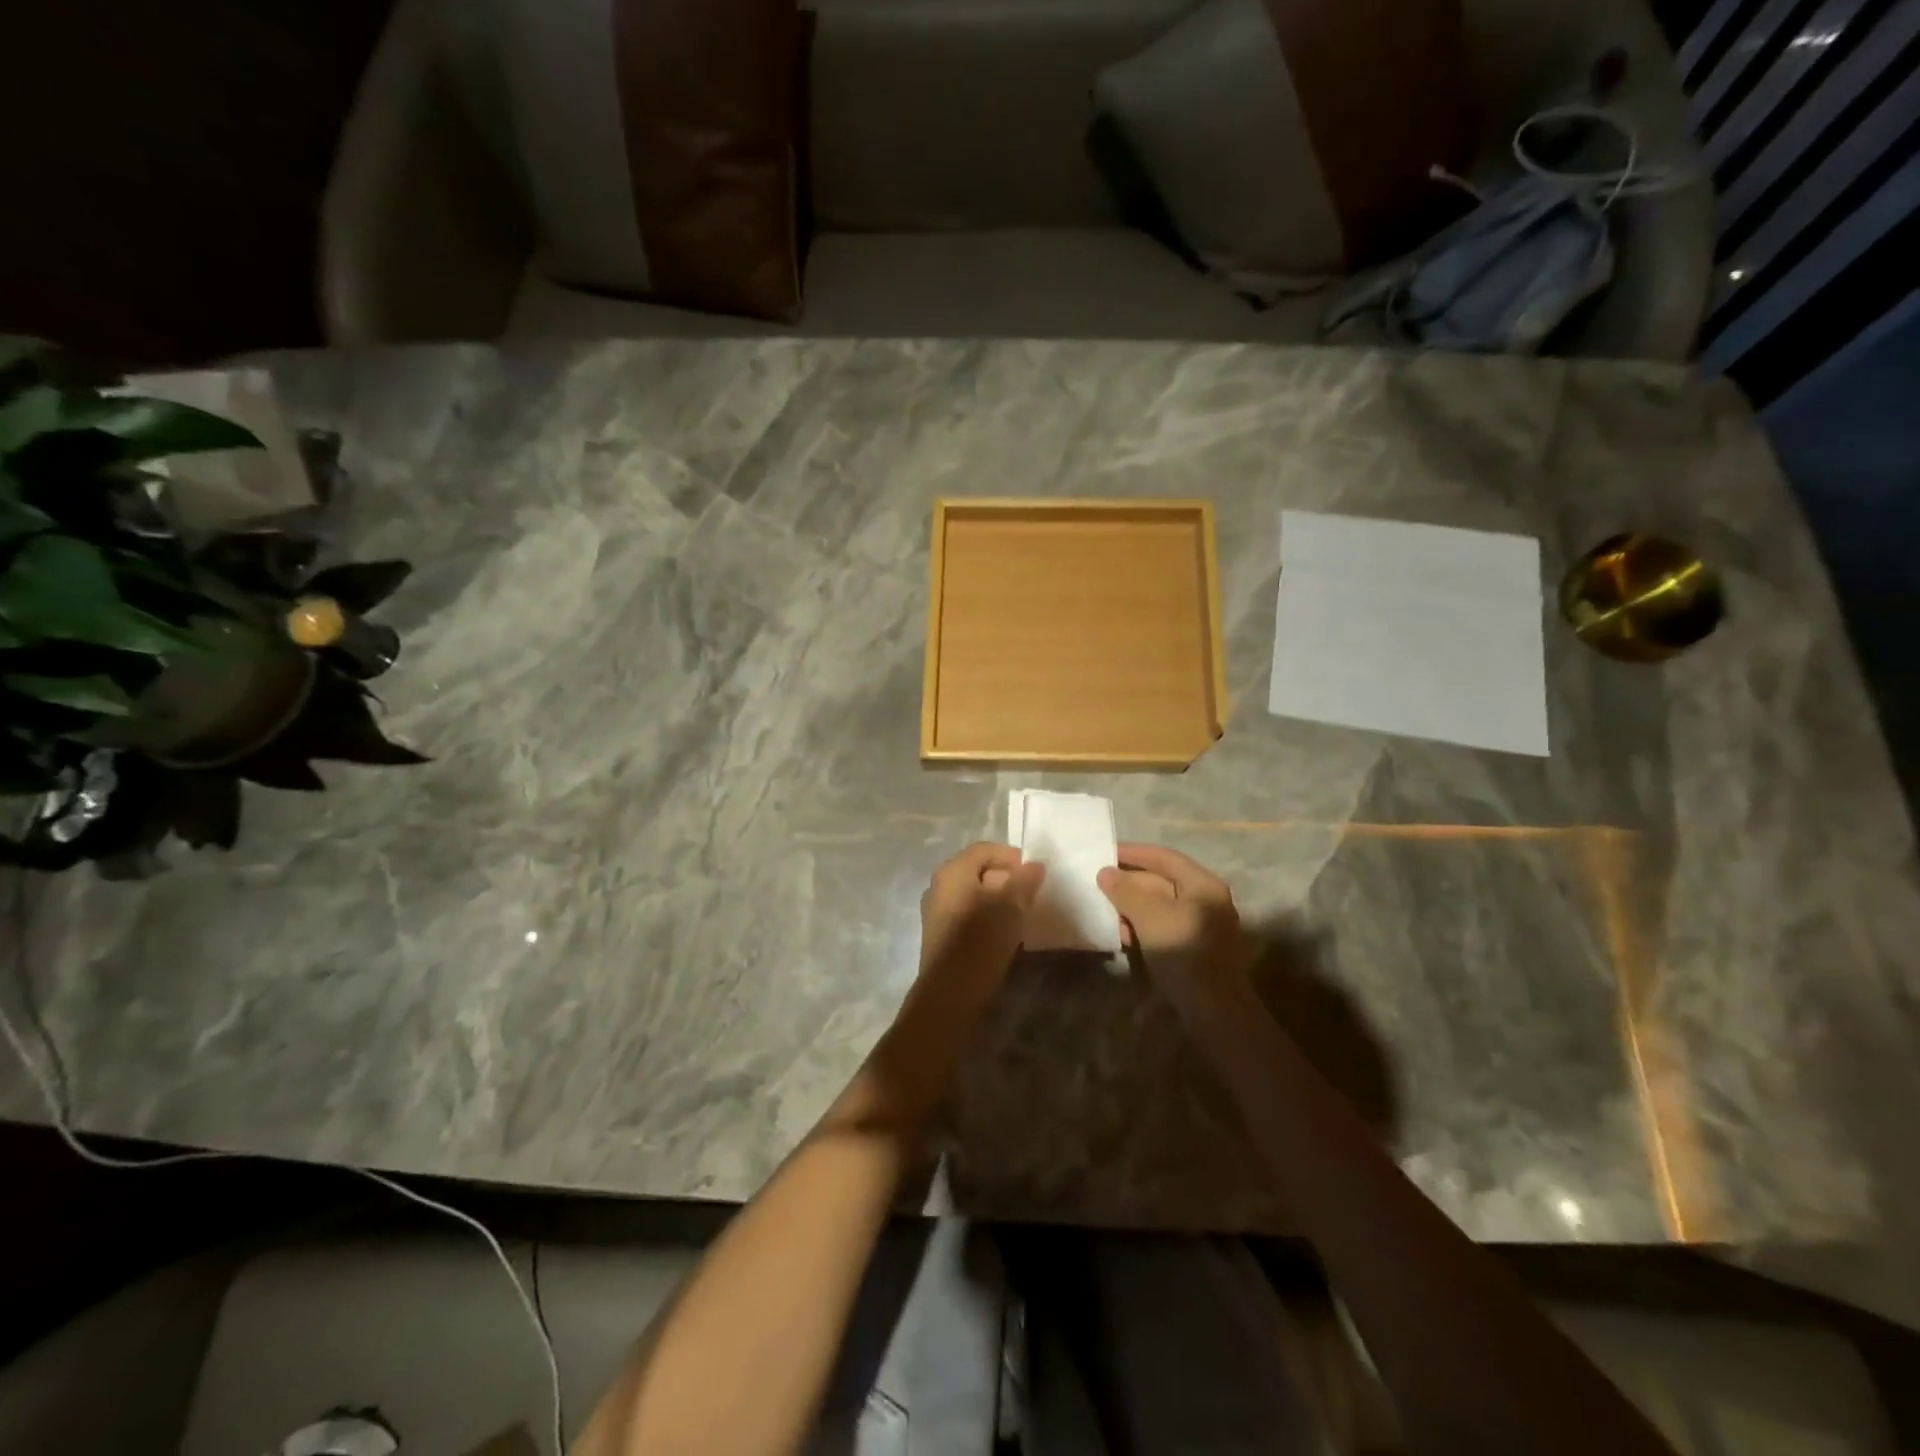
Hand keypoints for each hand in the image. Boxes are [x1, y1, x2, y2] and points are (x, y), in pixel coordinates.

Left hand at [918, 842, 1045, 986]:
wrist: (950, 992)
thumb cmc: (980, 940)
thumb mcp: (1011, 906)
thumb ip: (1024, 881)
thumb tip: (1035, 865)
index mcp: (952, 871)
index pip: (985, 850)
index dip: (1012, 857)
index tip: (1035, 874)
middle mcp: (939, 885)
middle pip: (978, 871)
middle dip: (1006, 879)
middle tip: (1031, 895)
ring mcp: (936, 911)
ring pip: (973, 894)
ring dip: (998, 900)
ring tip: (1021, 915)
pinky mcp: (940, 934)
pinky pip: (967, 914)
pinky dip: (987, 917)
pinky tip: (1003, 933)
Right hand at [1098, 844, 1250, 1010]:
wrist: (1214, 1011)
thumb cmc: (1184, 953)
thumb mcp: (1150, 917)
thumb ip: (1126, 891)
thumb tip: (1105, 872)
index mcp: (1203, 885)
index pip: (1165, 857)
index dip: (1134, 853)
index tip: (1106, 852)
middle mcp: (1206, 900)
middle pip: (1162, 881)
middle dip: (1130, 883)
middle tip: (1098, 884)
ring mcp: (1202, 926)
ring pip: (1160, 906)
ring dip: (1132, 906)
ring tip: (1104, 910)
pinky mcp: (1194, 949)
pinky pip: (1163, 927)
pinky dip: (1142, 926)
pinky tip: (1122, 935)